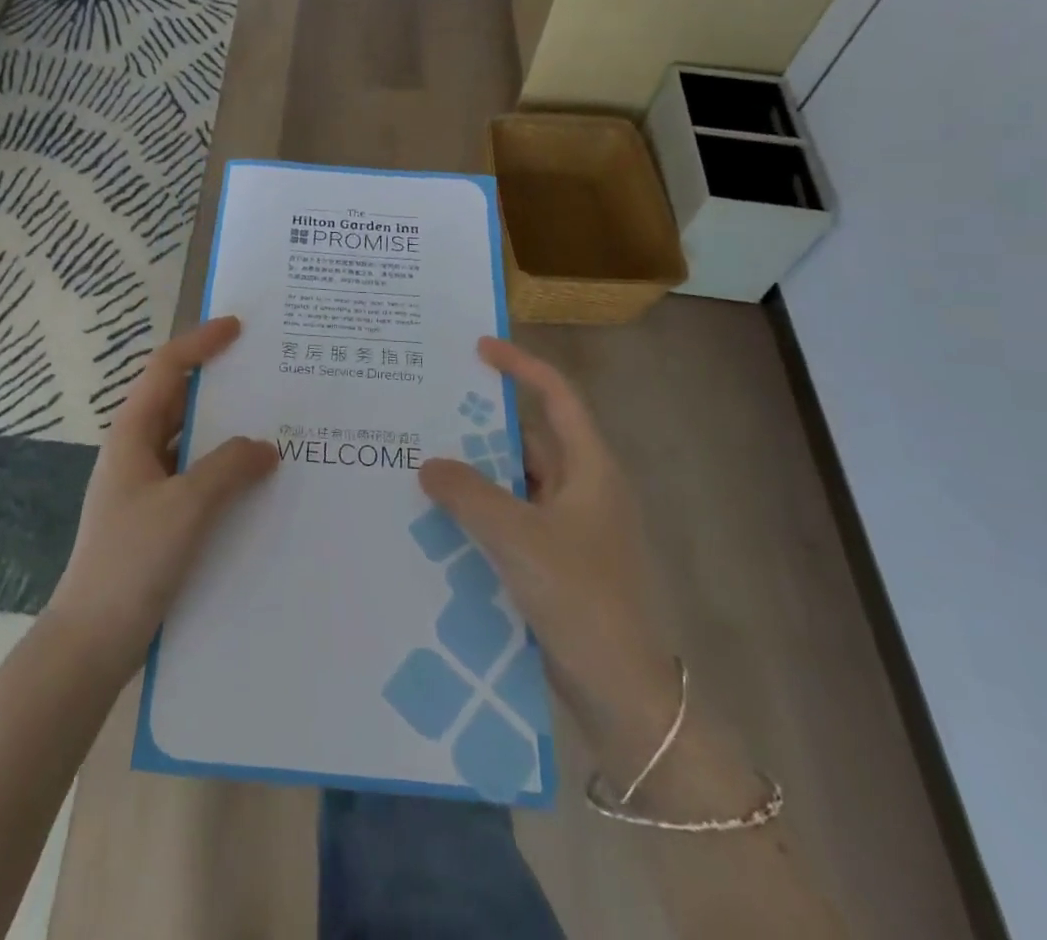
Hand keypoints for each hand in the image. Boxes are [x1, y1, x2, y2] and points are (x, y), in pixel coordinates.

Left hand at [46, 317, 278, 674]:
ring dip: (225, 432)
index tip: (238, 329)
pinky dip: (224, 470)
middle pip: (179, 401)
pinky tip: (256, 485)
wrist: (92, 641)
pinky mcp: (157, 519)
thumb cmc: (132, 561)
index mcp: (132, 434)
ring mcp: (145, 487)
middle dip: (219, 385)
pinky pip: (196, 478)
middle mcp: (136, 451)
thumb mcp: (186, 507)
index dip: (200, 343)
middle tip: (267, 376)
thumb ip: (229, 468)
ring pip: (190, 442)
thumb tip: (265, 446)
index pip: (166, 369)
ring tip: (274, 427)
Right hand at [418, 338, 675, 750]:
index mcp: (590, 470)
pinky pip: (510, 521)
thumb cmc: (583, 600)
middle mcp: (582, 490)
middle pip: (529, 439)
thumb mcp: (519, 539)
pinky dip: (479, 513)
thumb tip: (428, 464)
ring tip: (421, 459)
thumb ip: (469, 495)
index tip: (477, 348)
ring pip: (515, 483)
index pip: (557, 397)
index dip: (520, 366)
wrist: (625, 697)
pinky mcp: (555, 564)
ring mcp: (570, 530)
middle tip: (428, 408)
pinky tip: (439, 519)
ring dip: (475, 473)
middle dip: (482, 423)